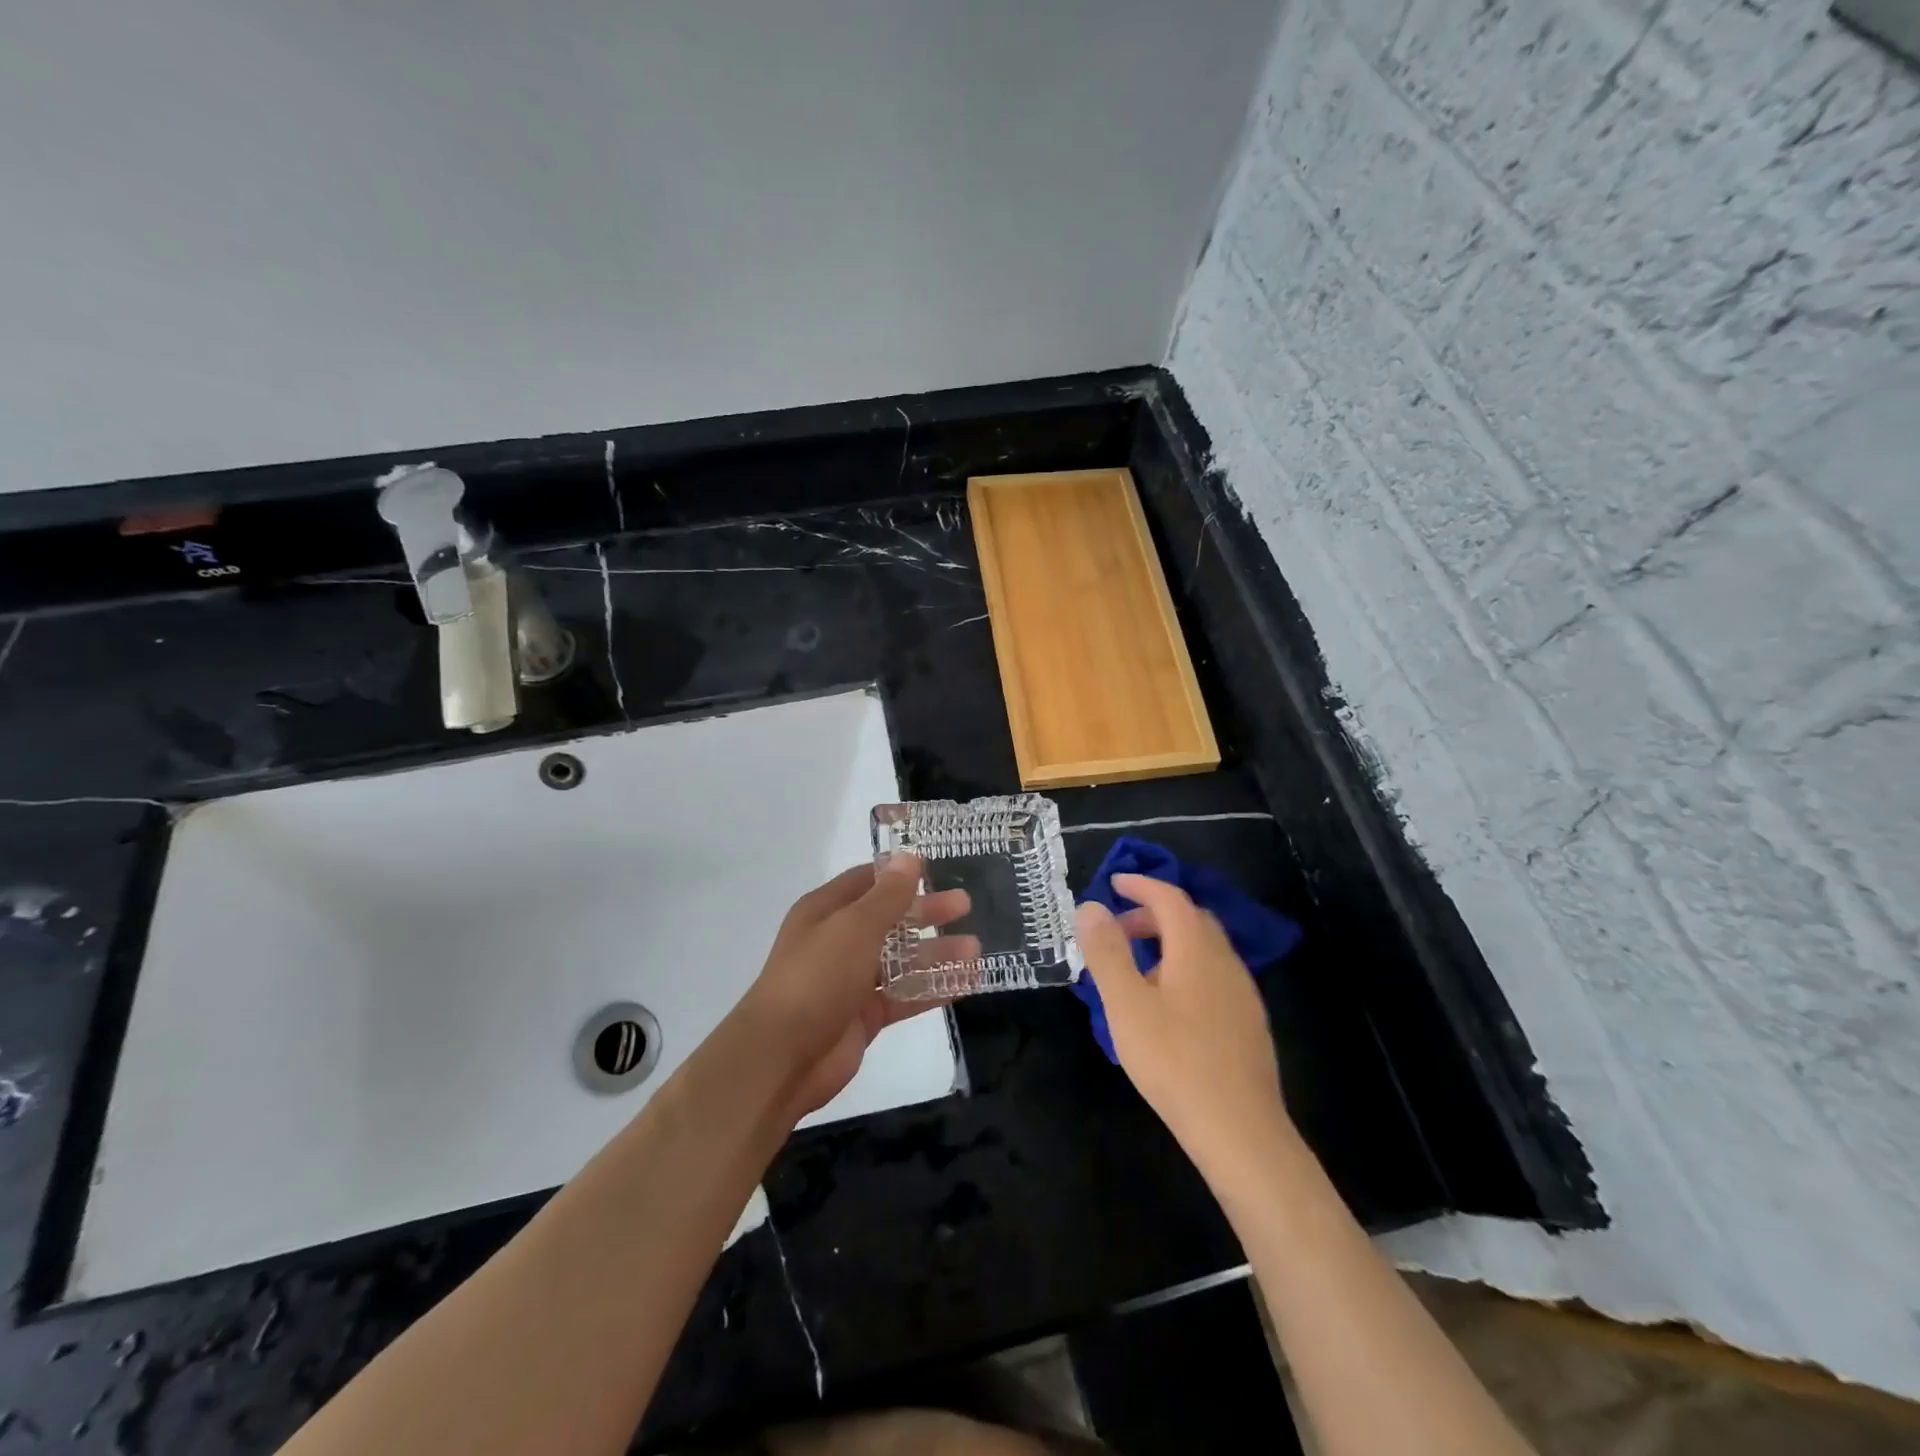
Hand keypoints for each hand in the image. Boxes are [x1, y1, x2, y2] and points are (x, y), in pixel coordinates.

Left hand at [740, 855, 970, 1120]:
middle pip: (889, 919)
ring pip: (901, 960)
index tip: (936, 869)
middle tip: (966, 905)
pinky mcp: (865, 1015)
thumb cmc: (817, 977)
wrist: (782, 1057)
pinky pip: (905, 996)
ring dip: (936, 953)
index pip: (866, 881)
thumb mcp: (855, 927)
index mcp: (826, 911)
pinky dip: (933, 989)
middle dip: (926, 912)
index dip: (899, 874)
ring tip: (975, 949)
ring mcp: (851, 980)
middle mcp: (838, 941)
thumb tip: (908, 857)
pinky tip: (966, 983)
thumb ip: (888, 895)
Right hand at [1075, 874, 1292, 1171]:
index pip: (1170, 898)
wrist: (1240, 1131)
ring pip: (1205, 949)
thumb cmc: (1174, 1061)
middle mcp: (1226, 961)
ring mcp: (1242, 993)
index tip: (1113, 883)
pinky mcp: (1248, 1023)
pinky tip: (1169, 1005)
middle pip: (1191, 919)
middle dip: (1152, 914)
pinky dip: (1186, 968)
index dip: (1141, 885)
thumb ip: (1107, 952)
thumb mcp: (1126, 1004)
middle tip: (1118, 929)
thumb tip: (1091, 906)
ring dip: (1170, 942)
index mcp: (1197, 949)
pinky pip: (1214, 975)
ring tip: (1137, 968)